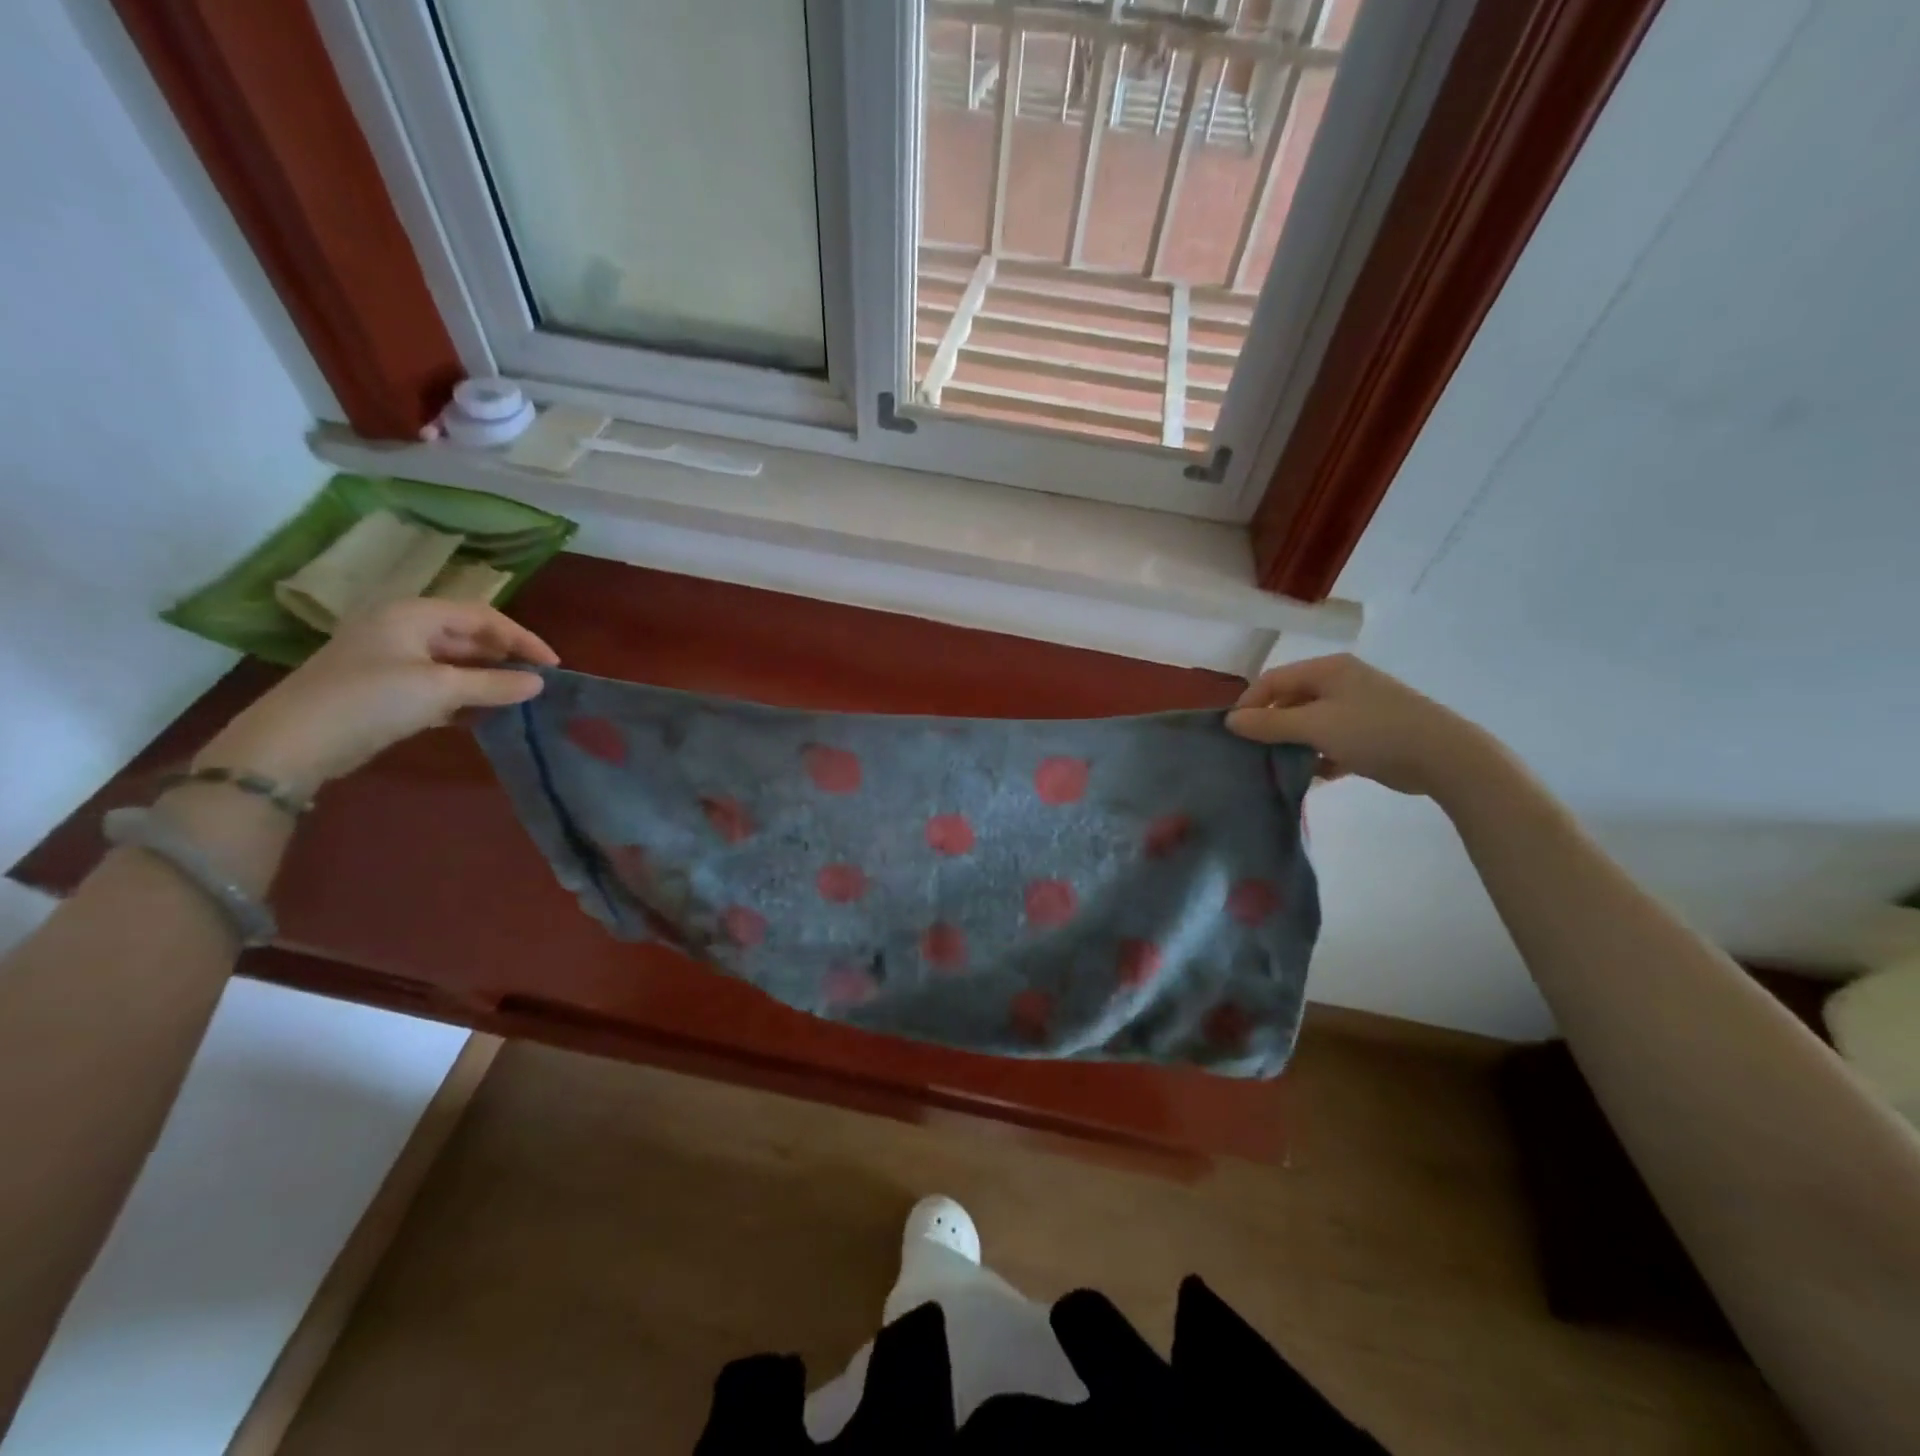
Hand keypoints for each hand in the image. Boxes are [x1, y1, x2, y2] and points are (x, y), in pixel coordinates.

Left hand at [197, 599, 560, 788]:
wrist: (293, 743)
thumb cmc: (371, 700)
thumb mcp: (441, 689)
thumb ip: (494, 684)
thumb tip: (538, 683)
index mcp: (412, 615)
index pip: (482, 616)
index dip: (521, 638)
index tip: (552, 666)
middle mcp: (401, 629)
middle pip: (467, 637)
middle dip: (504, 658)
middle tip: (537, 683)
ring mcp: (390, 659)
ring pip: (453, 663)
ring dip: (486, 680)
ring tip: (518, 700)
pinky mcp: (384, 689)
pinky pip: (437, 685)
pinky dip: (463, 697)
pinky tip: (484, 715)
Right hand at [1224, 654, 1499, 798]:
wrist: (1444, 757)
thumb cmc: (1373, 732)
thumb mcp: (1315, 727)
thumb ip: (1269, 724)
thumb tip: (1230, 721)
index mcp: (1328, 670)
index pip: (1273, 680)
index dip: (1250, 704)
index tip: (1234, 734)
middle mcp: (1341, 682)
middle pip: (1291, 700)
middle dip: (1271, 726)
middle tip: (1255, 753)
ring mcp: (1358, 706)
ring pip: (1311, 722)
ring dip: (1295, 744)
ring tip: (1281, 767)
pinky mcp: (1371, 732)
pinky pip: (1332, 740)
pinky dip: (1320, 755)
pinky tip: (1315, 775)